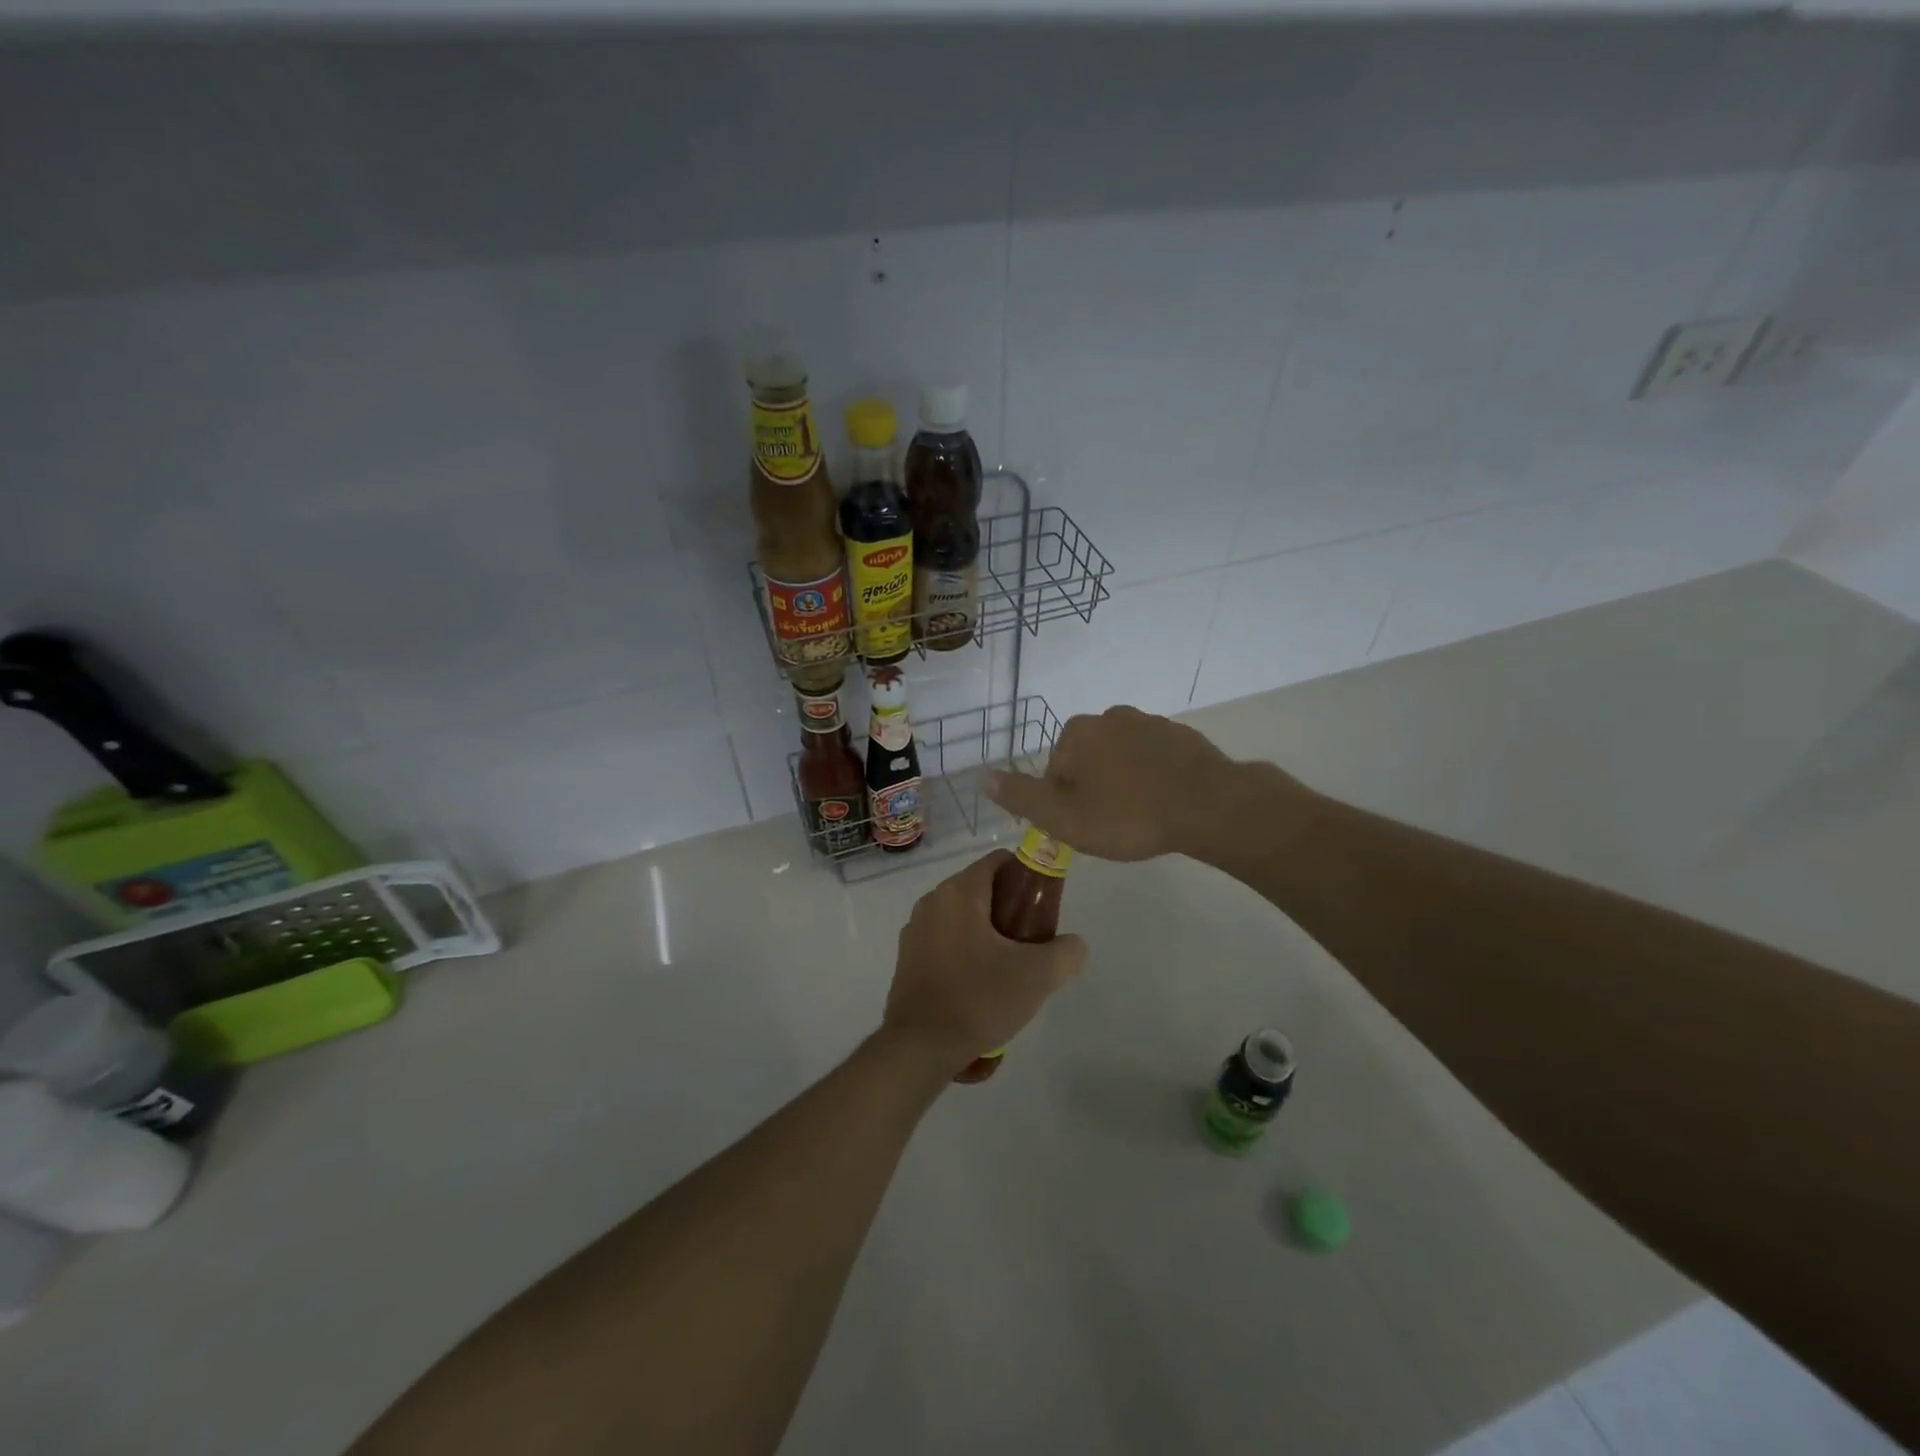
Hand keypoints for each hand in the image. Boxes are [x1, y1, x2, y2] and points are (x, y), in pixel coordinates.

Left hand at [883, 851, 1087, 1074]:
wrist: (920, 1047)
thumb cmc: (978, 999)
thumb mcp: (1036, 976)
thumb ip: (1066, 953)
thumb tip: (1073, 945)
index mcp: (959, 892)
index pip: (999, 861)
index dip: (1027, 878)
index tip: (1043, 909)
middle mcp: (932, 901)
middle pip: (981, 889)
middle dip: (1010, 909)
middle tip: (1031, 943)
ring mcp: (915, 929)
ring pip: (963, 916)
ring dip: (988, 932)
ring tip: (1008, 968)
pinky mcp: (907, 957)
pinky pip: (945, 939)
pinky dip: (965, 950)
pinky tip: (979, 984)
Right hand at [982, 705, 1249, 861]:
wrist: (1208, 805)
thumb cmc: (1128, 815)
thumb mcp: (1064, 817)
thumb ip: (1021, 796)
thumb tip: (982, 776)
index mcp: (1077, 733)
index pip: (1055, 771)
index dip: (1065, 803)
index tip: (1085, 827)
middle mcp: (1110, 717)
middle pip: (1088, 760)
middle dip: (1094, 788)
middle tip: (1112, 825)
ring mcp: (1149, 722)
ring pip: (1122, 757)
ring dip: (1124, 781)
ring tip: (1141, 816)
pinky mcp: (1182, 735)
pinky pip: (1154, 758)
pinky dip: (1154, 776)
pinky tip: (1166, 803)